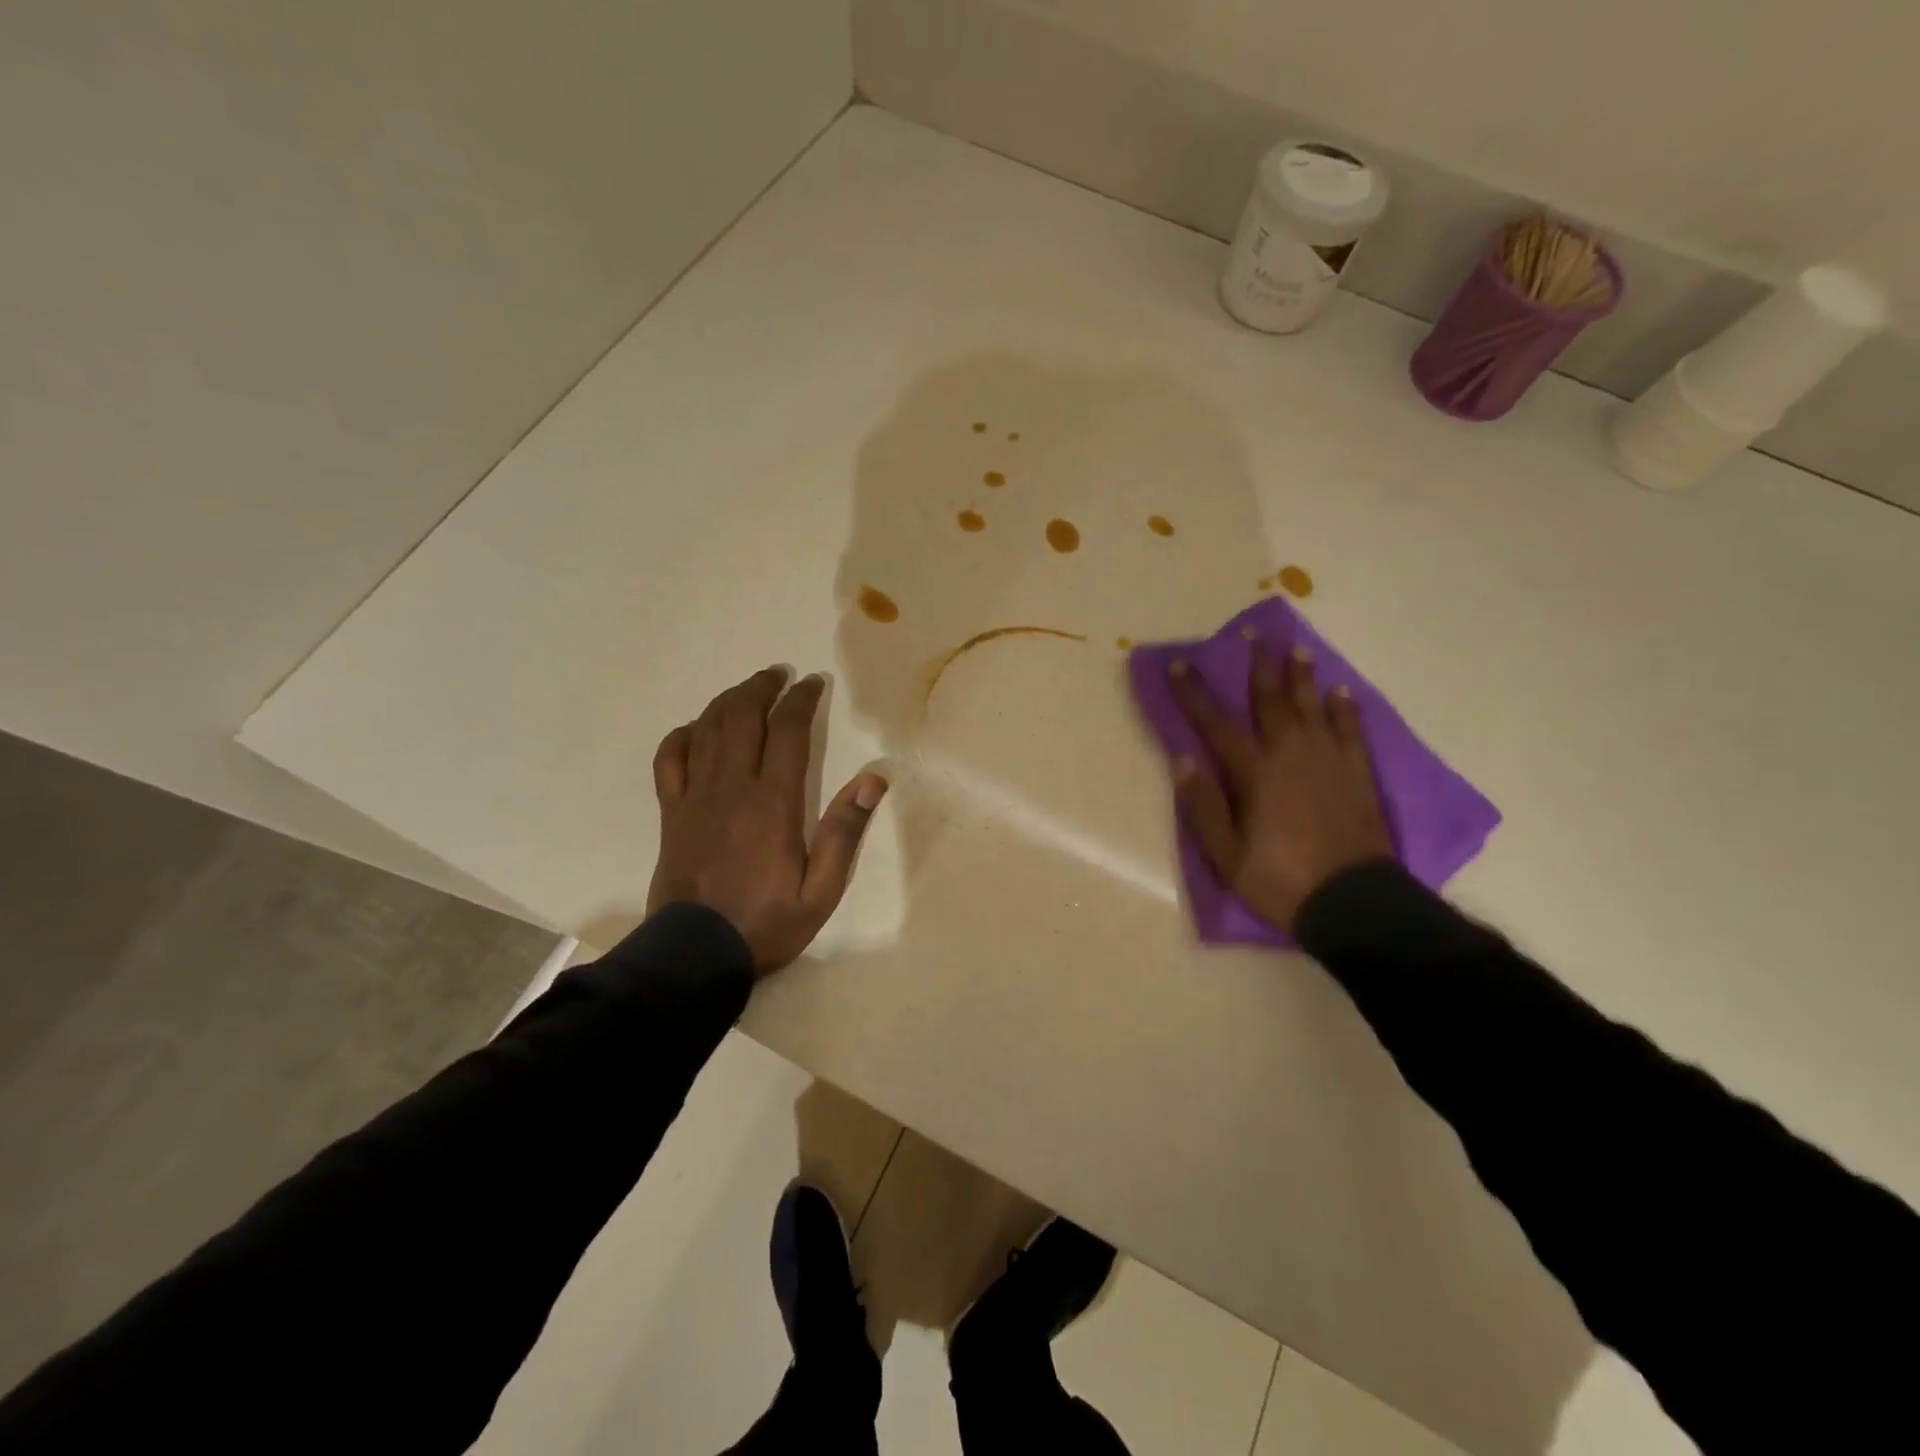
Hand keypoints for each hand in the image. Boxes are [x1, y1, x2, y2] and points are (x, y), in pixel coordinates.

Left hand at [648, 666, 886, 975]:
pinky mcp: (671, 813)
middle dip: (762, 687)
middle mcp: (732, 787)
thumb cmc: (767, 922)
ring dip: (728, 701)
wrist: (696, 954)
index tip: (813, 683)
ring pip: (706, 729)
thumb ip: (845, 831)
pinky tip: (696, 729)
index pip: (788, 730)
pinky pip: (670, 760)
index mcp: (773, 802)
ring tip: (747, 690)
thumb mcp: (821, 889)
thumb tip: (874, 779)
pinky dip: (683, 735)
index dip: (801, 699)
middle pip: (742, 716)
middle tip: (779, 675)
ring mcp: (695, 797)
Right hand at [1167, 645, 1392, 933]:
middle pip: (1271, 701)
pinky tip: (1341, 692)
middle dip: (1258, 667)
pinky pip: (1351, 731)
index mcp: (1254, 772)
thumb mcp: (1226, 853)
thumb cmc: (1279, 879)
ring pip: (1312, 707)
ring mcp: (1329, 761)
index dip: (1194, 693)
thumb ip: (1203, 805)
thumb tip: (1183, 759)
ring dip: (1301, 676)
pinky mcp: (1357, 774)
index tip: (1179, 664)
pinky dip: (1345, 710)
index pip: (1215, 723)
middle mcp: (1290, 754)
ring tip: (1296, 649)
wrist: (1353, 902)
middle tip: (1253, 635)